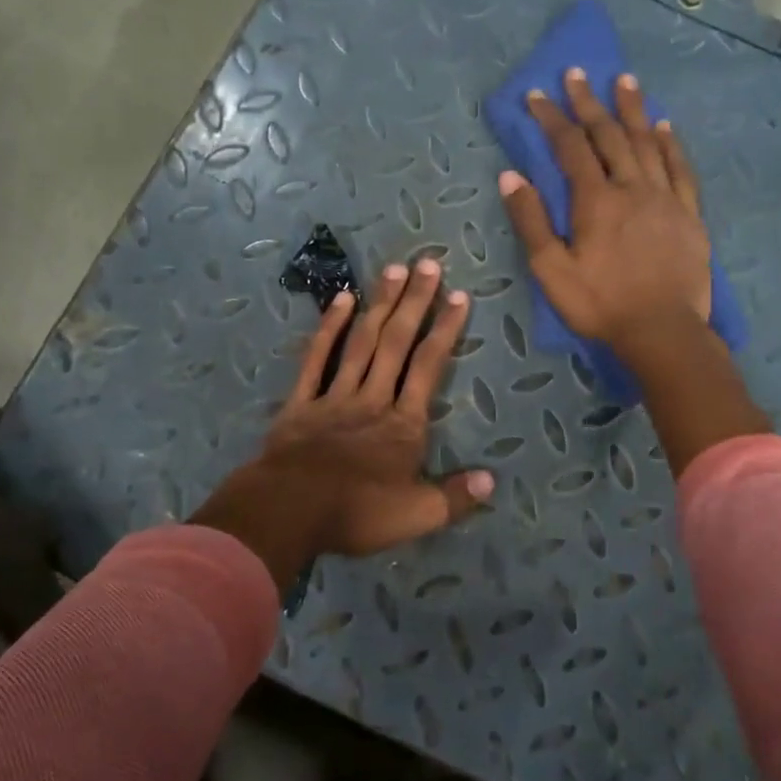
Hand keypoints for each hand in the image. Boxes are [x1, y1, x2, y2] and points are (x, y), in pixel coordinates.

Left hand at [191, 258, 495, 588]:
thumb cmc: (356, 513)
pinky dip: (330, 328)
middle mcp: (373, 398)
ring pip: (362, 342)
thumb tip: (491, 481)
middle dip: (415, 302)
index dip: (445, 330)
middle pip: (397, 342)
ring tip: (394, 269)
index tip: (459, 297)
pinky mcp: (301, 401)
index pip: (429, 367)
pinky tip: (342, 299)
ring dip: (380, 304)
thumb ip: (454, 498)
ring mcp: (335, 395)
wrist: (289, 511)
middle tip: (428, 264)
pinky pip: (317, 358)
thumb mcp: (416, 516)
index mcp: (404, 424)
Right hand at [504, 68, 770, 470]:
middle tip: (578, 73)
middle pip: (609, 135)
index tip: (537, 95)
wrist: (663, 331)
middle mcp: (632, 187)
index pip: (570, 147)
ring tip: (625, 80)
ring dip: (633, 110)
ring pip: (647, 142)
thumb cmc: (600, 304)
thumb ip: (531, 221)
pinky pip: (680, 168)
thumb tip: (511, 176)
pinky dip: (670, 143)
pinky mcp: (689, 214)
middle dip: (589, 103)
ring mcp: (665, 198)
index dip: (552, 118)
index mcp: (595, 200)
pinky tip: (664, 126)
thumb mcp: (551, 270)